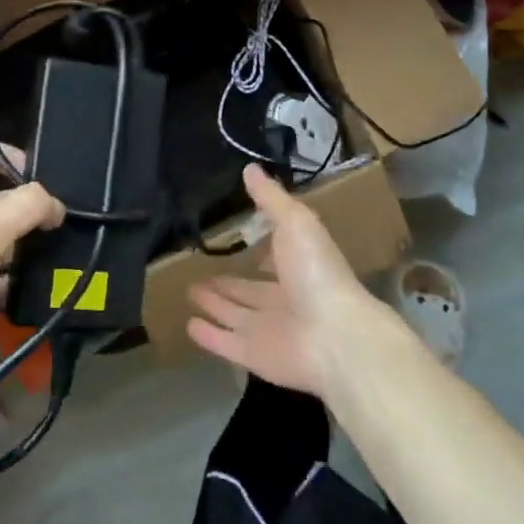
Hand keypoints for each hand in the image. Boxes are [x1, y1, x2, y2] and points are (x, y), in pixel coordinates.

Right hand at [187, 164, 382, 397]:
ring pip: (235, 315)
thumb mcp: (296, 222)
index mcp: (299, 268)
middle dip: (227, 282)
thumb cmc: (316, 273)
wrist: (335, 336)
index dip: (257, 250)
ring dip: (214, 304)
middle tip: (197, 272)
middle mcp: (284, 300)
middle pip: (249, 291)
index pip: (273, 259)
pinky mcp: (253, 356)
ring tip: (190, 292)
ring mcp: (268, 331)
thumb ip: (271, 199)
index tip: (235, 238)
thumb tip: (250, 168)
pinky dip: (208, 335)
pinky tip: (189, 324)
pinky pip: (225, 343)